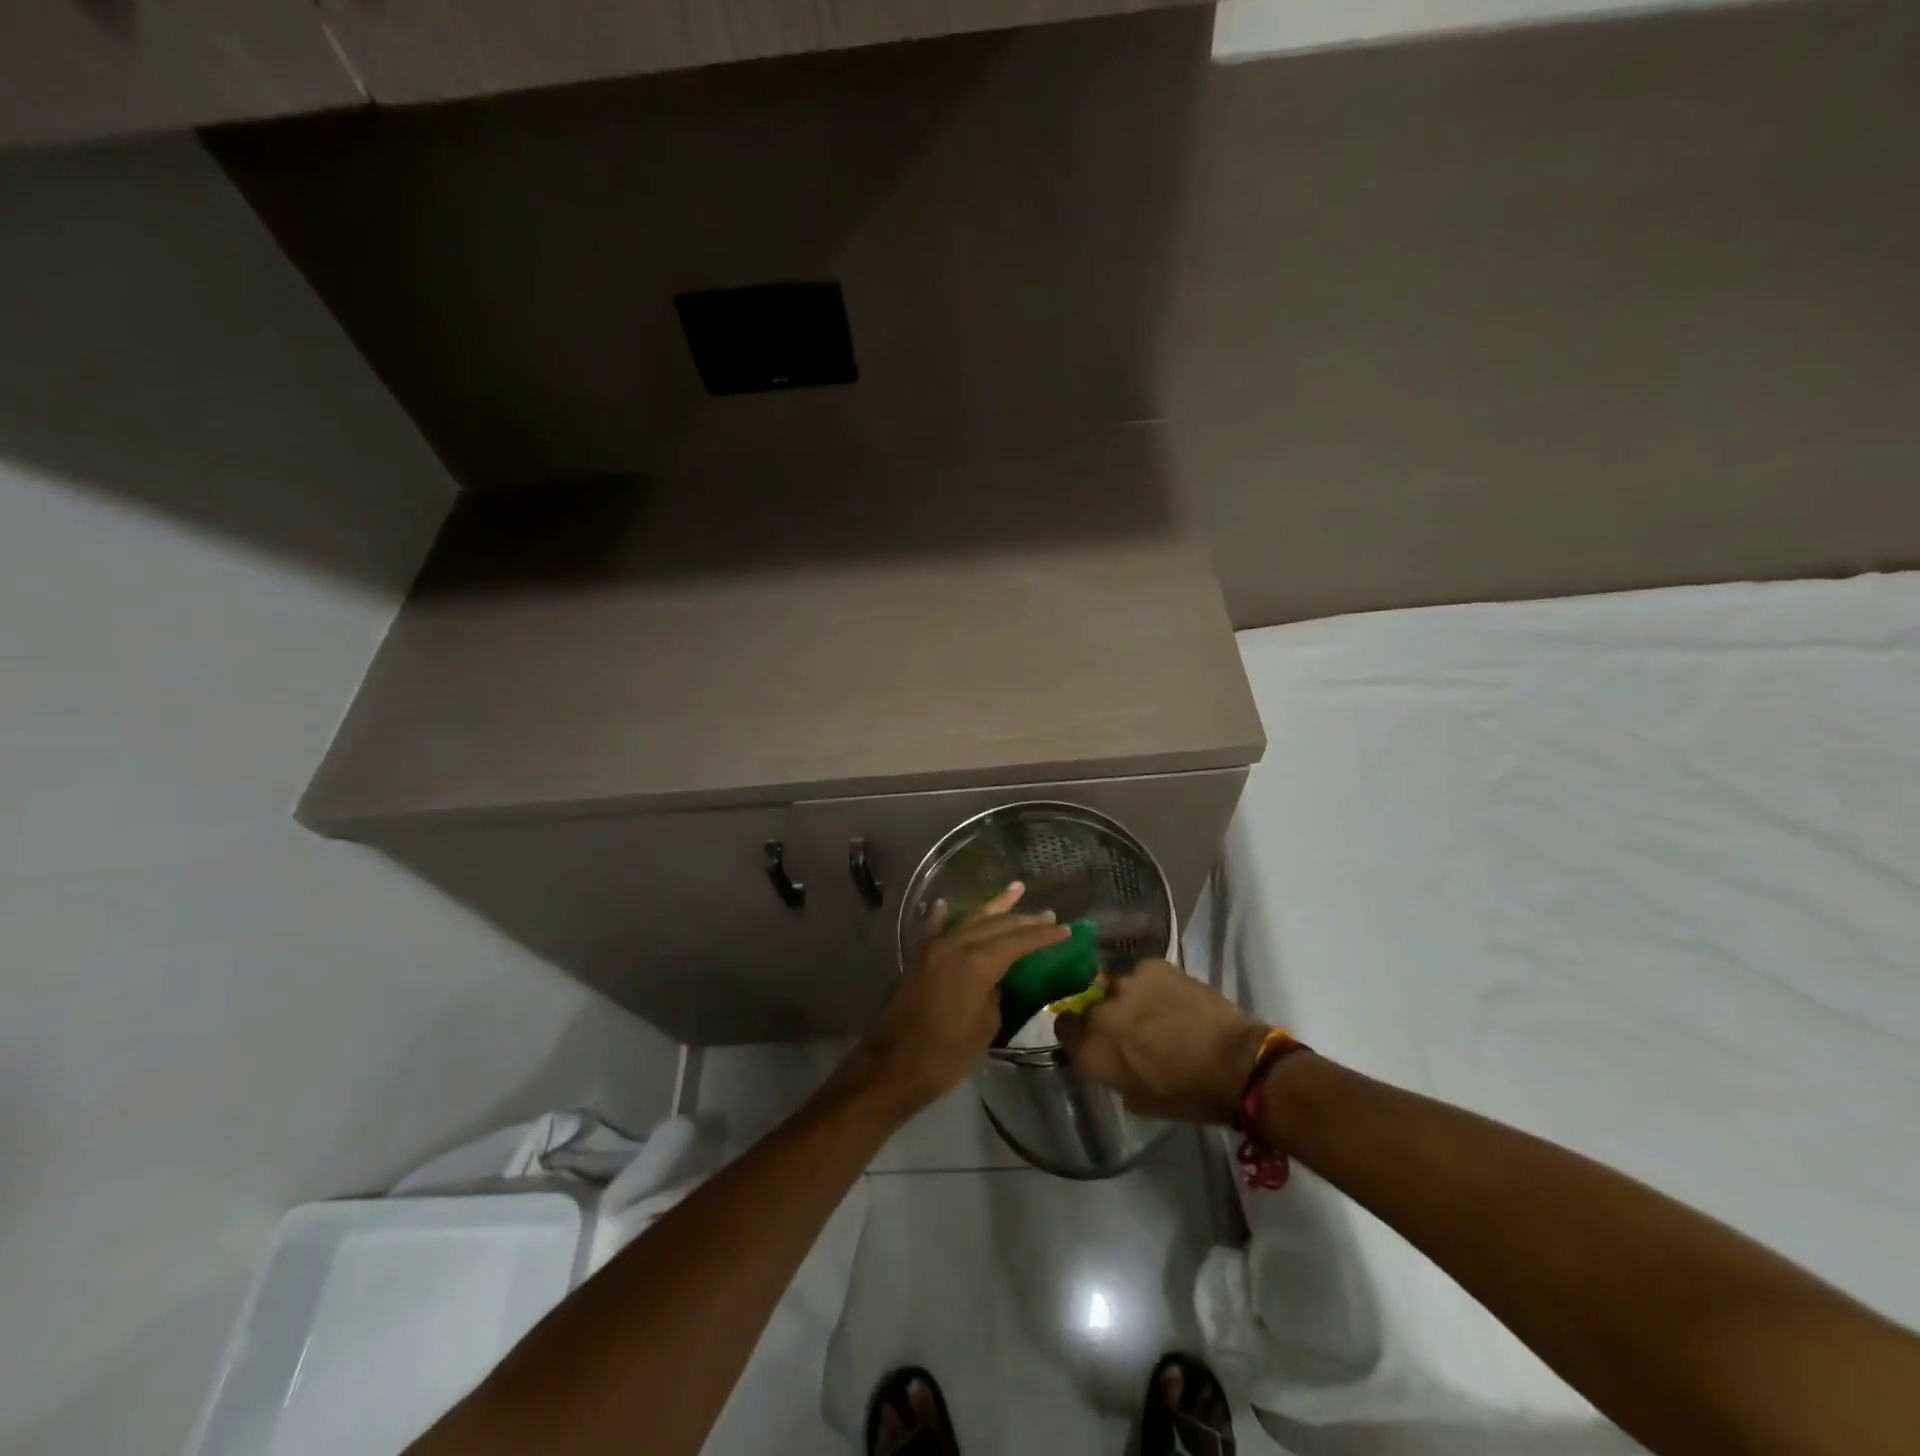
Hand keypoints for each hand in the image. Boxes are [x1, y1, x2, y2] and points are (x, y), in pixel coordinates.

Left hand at [852, 882, 1069, 1113]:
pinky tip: (946, 904)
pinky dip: (944, 915)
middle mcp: (955, 944)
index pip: (1018, 940)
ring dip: (994, 907)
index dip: (1043, 935)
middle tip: (1048, 915)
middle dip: (1024, 919)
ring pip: (970, 919)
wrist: (892, 1066)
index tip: (1065, 929)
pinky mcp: (918, 957)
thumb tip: (997, 981)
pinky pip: (935, 928)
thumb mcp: (985, 1027)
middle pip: (996, 924)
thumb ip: (996, 994)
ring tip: (1016, 890)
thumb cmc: (946, 1054)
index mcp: (977, 962)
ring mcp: (934, 948)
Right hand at [1055, 959, 1268, 1124]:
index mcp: (1092, 1047)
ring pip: (1117, 988)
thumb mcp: (1135, 1097)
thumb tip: (1106, 1053)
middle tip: (1129, 1028)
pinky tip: (1171, 999)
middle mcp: (1100, 1010)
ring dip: (1128, 999)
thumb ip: (1109, 1068)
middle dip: (1104, 1015)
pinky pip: (1142, 975)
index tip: (1090, 1037)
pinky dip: (1151, 986)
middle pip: (1090, 1004)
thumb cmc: (1185, 1094)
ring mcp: (1126, 982)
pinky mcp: (1152, 965)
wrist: (1234, 1063)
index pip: (1063, 1026)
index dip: (1076, 1031)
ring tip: (1155, 1012)